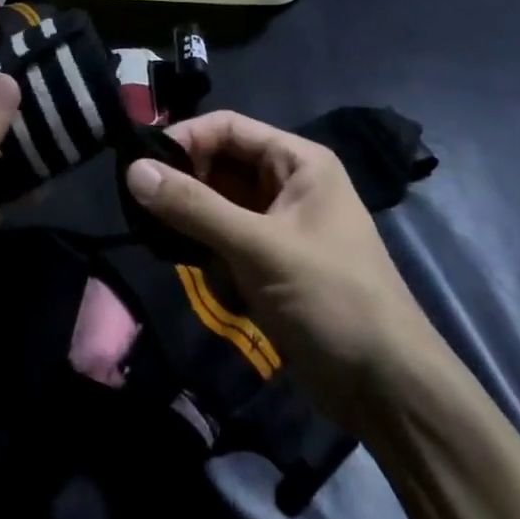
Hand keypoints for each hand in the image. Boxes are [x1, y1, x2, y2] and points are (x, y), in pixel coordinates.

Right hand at [125, 111, 436, 431]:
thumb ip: (194, 207)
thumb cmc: (332, 300)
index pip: (228, 128)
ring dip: (190, 221)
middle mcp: (286, 184)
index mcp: (297, 162)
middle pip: (219, 164)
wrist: (387, 390)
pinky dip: (204, 249)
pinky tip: (193, 267)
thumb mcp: (259, 248)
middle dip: (184, 184)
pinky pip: (223, 237)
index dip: (184, 139)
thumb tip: (132, 169)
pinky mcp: (268, 261)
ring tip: (160, 239)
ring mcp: (277, 224)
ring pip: (216, 203)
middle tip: (142, 208)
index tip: (138, 164)